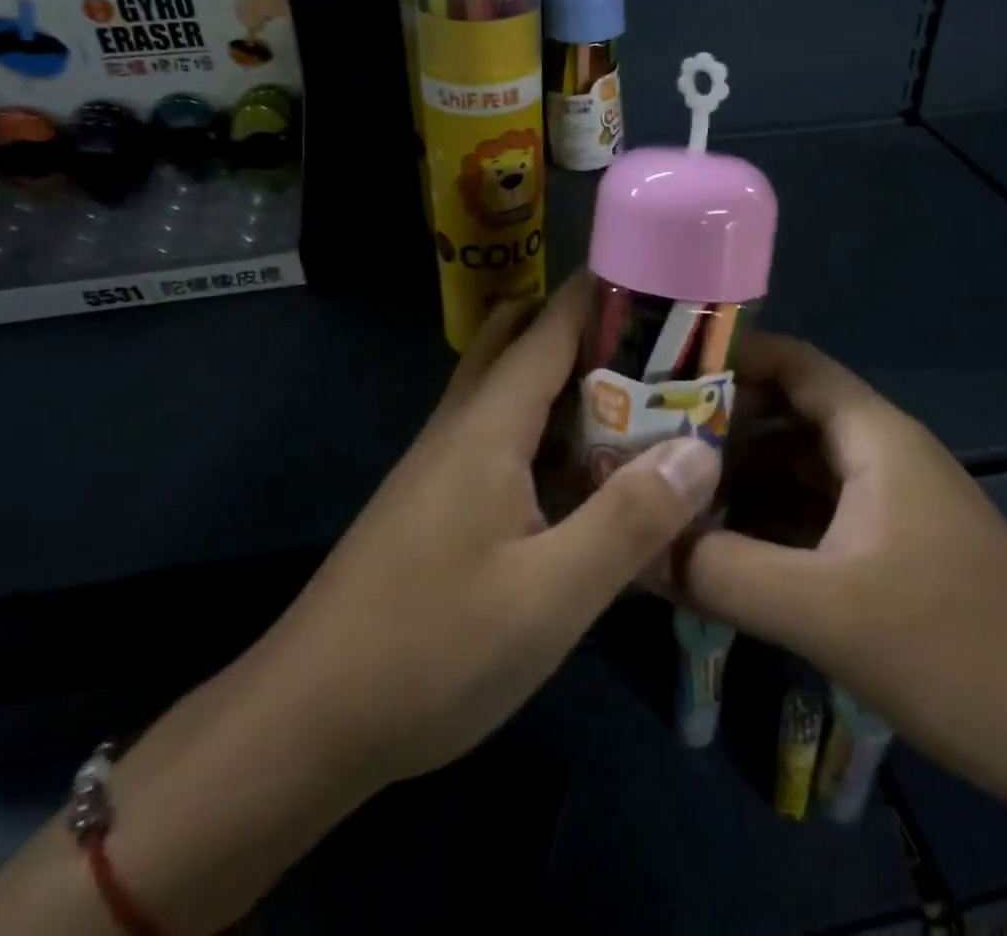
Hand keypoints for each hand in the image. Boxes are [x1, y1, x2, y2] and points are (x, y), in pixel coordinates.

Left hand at [270, 272, 723, 785]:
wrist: (306, 722)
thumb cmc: (431, 652)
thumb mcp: (551, 597)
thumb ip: (630, 520)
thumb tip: (700, 449)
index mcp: (488, 424)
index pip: (551, 323)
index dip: (607, 293)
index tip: (669, 284)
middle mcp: (463, 425)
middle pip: (526, 341)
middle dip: (593, 333)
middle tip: (665, 355)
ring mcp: (446, 462)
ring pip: (514, 391)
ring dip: (573, 384)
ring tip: (645, 406)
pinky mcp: (440, 500)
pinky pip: (505, 437)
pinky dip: (551, 433)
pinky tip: (589, 475)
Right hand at [682, 332, 1006, 812]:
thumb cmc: (955, 652)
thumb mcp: (824, 611)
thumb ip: (722, 573)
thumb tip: (637, 549)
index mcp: (875, 436)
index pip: (792, 361)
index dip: (727, 357)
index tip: (659, 374)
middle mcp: (881, 453)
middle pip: (786, 413)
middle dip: (719, 426)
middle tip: (647, 444)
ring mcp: (889, 503)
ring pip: (797, 467)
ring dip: (740, 479)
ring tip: (672, 498)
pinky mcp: (892, 549)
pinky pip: (814, 512)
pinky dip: (768, 520)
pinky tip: (725, 549)